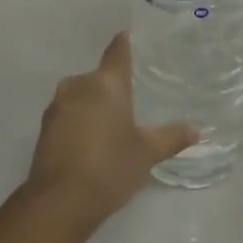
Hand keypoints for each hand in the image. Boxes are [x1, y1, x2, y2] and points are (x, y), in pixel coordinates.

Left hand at [26, 32, 194, 222]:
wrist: (59, 202)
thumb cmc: (110, 167)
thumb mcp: (147, 153)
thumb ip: (172, 137)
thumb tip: (197, 130)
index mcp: (105, 83)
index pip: (118, 50)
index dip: (128, 43)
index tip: (138, 40)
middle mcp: (78, 85)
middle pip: (101, 76)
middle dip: (116, 85)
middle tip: (137, 98)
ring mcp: (57, 105)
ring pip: (83, 95)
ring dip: (97, 104)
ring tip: (117, 124)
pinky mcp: (45, 127)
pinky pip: (70, 113)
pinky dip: (82, 120)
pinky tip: (94, 141)